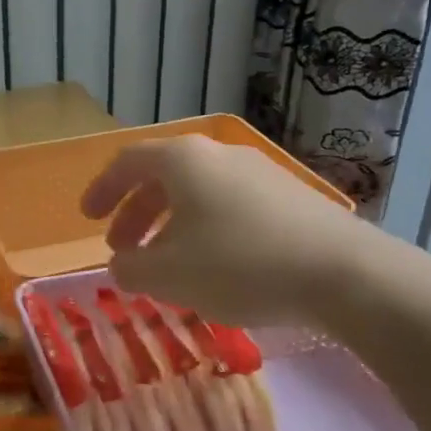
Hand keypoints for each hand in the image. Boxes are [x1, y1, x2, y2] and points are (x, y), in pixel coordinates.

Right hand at [80, 136, 369, 323]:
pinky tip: (213, 266)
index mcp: (183, 161)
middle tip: (123, 250)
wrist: (343, 273)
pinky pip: (229, 206)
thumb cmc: (239, 265)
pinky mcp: (289, 197)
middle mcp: (219, 155)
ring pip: (197, 194)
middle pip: (162, 177)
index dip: (102, 190)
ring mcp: (259, 173)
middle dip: (135, 214)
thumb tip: (122, 264)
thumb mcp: (167, 275)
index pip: (127, 163)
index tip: (87, 218)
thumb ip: (130, 269)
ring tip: (165, 264)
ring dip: (170, 225)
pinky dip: (204, 230)